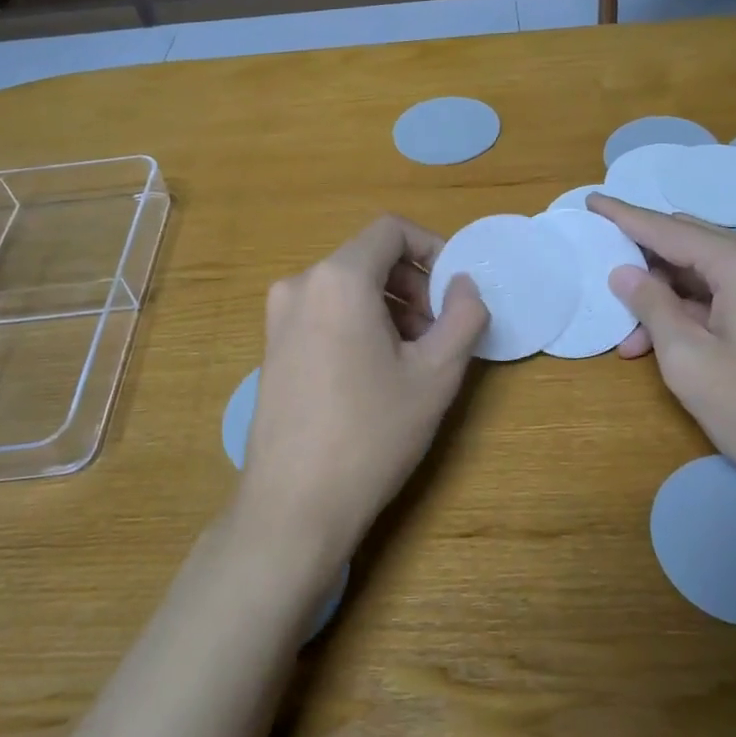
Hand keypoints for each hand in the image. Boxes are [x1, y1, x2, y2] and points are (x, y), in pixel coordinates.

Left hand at [241, 216, 488, 561]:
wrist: (294, 505)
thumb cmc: (372, 433)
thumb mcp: (436, 374)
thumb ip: (463, 316)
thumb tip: (464, 285)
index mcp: (338, 279)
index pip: (390, 231)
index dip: (432, 248)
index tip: (454, 290)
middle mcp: (299, 286)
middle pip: (368, 259)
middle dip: (413, 285)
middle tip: (440, 331)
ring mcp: (278, 318)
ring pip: (347, 288)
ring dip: (389, 308)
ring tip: (413, 358)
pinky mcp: (271, 348)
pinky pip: (324, 314)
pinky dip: (358, 324)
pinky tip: (375, 374)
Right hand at [588, 195, 735, 500]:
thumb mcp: (689, 360)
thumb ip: (652, 307)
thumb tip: (624, 273)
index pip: (670, 229)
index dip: (626, 216)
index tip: (592, 201)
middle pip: (691, 244)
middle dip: (645, 262)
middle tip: (604, 275)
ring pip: (708, 274)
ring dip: (667, 297)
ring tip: (631, 339)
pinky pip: (729, 294)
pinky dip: (694, 311)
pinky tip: (666, 342)